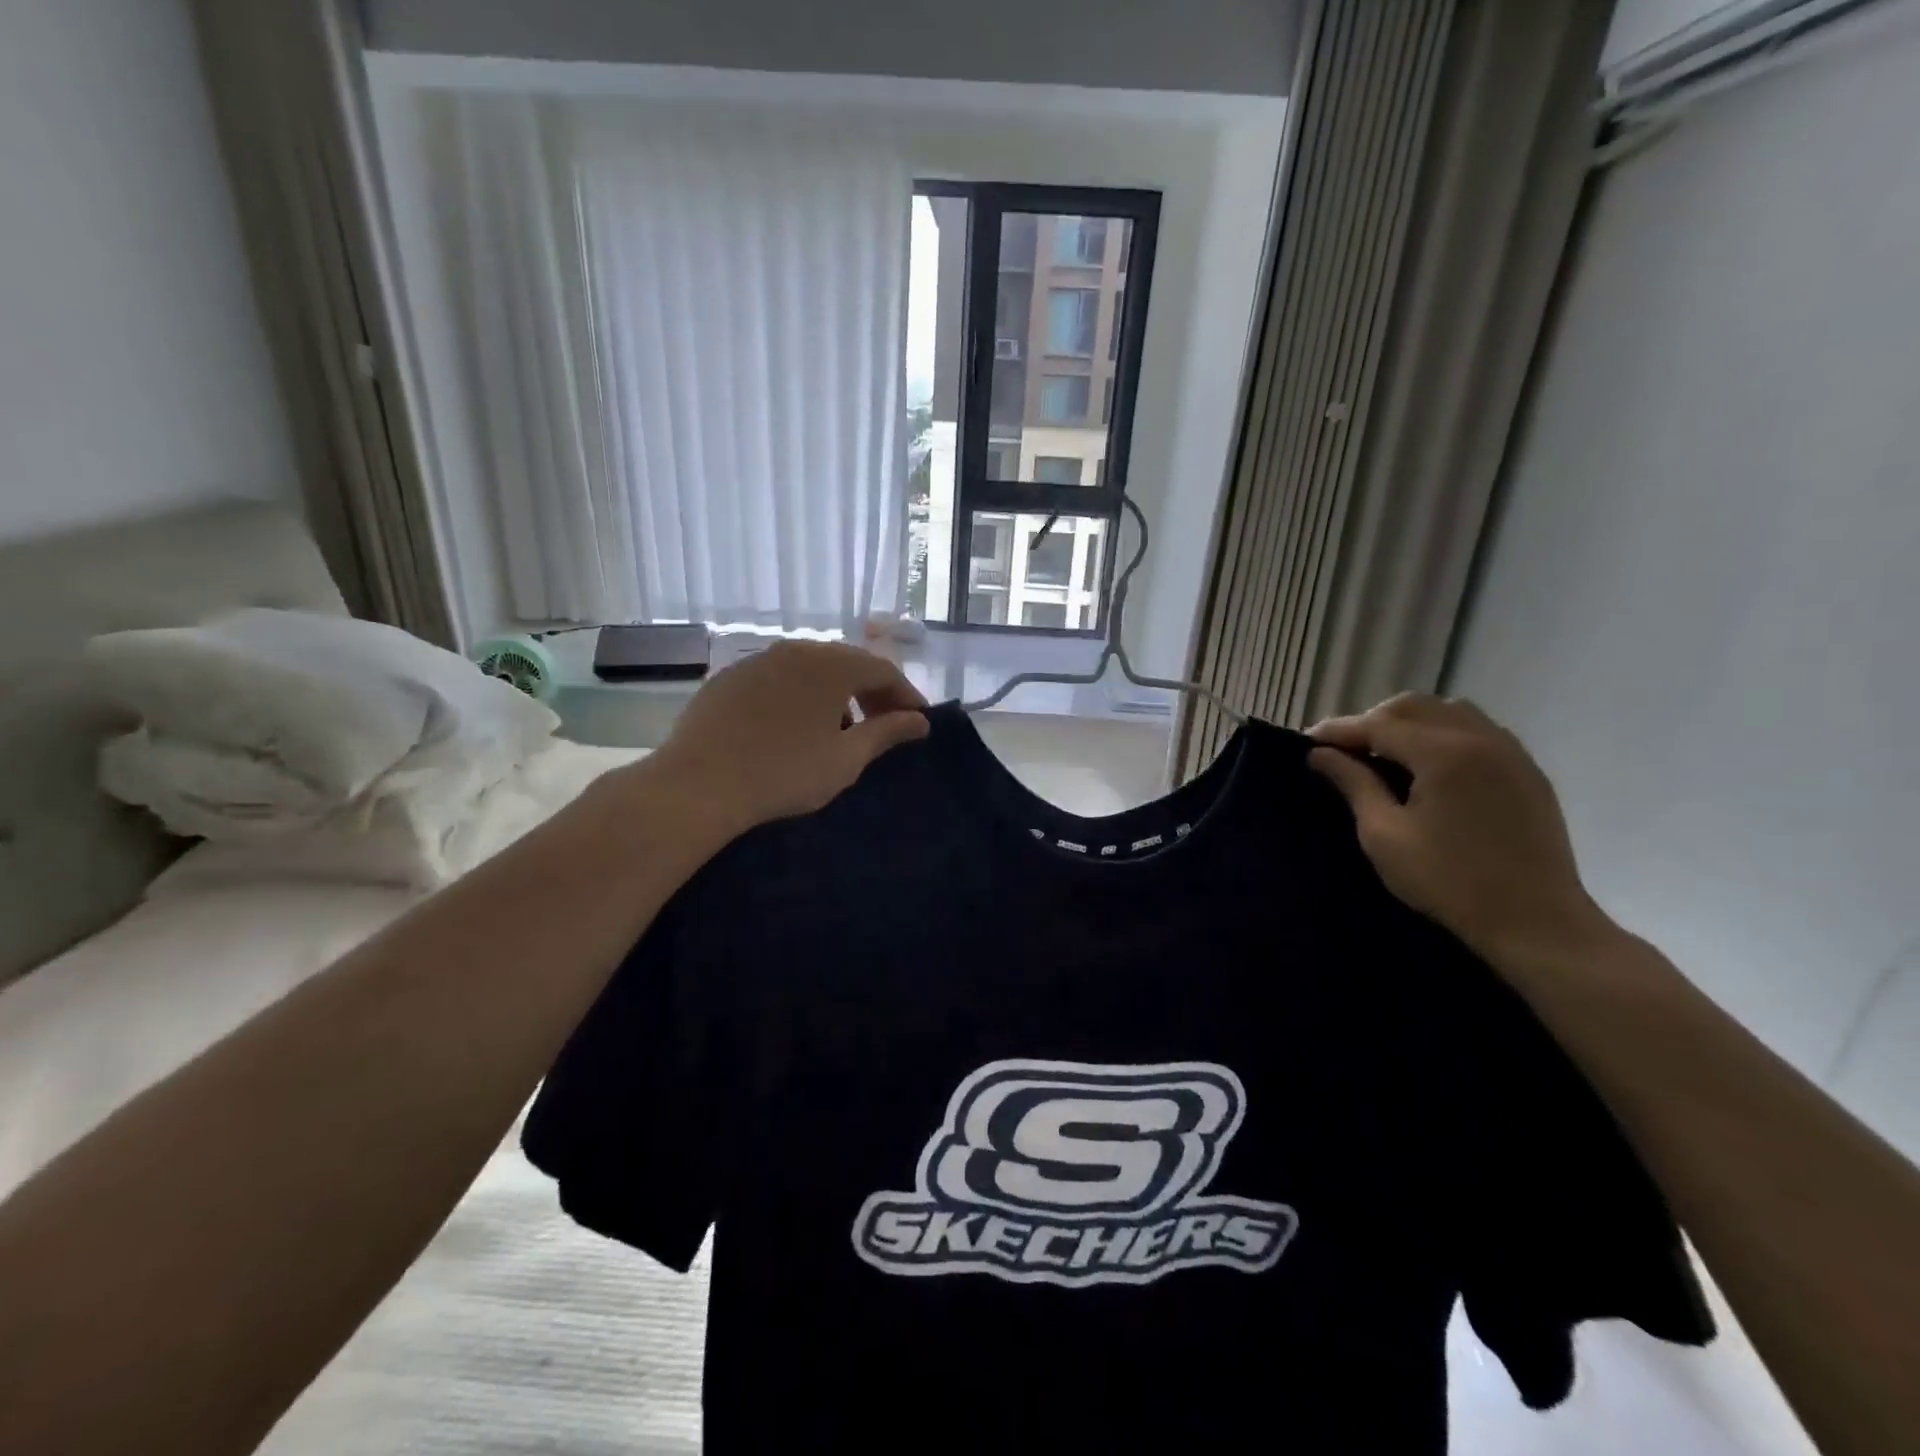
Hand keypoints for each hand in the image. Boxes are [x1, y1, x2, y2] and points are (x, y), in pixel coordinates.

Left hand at [644, 640, 929, 836]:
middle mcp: (797, 650)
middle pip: (847, 664)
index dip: (906, 696)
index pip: (883, 670)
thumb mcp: (846, 759)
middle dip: (872, 693)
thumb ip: (887, 733)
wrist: (699, 784)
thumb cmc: (785, 773)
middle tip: (883, 726)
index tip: (917, 723)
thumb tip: (920, 721)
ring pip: (811, 670)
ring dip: (835, 694)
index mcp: (832, 664)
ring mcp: (759, 660)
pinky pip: (779, 679)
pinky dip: (800, 696)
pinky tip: (794, 727)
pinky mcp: (730, 677)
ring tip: (840, 730)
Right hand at [1307, 694, 1616, 964]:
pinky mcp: (1527, 771)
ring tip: (1386, 752)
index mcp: (1443, 753)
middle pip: (1415, 707)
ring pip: (1450, 712)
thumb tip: (1320, 754)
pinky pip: (1479, 730)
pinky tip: (1429, 764)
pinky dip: (1444, 733)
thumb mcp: (1384, 835)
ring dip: (1411, 722)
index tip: (1307, 740)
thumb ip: (1353, 785)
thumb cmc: (1448, 881)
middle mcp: (1480, 738)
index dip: (1339, 730)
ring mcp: (1510, 752)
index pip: (1378, 725)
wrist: (1535, 921)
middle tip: (1345, 748)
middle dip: (1374, 720)